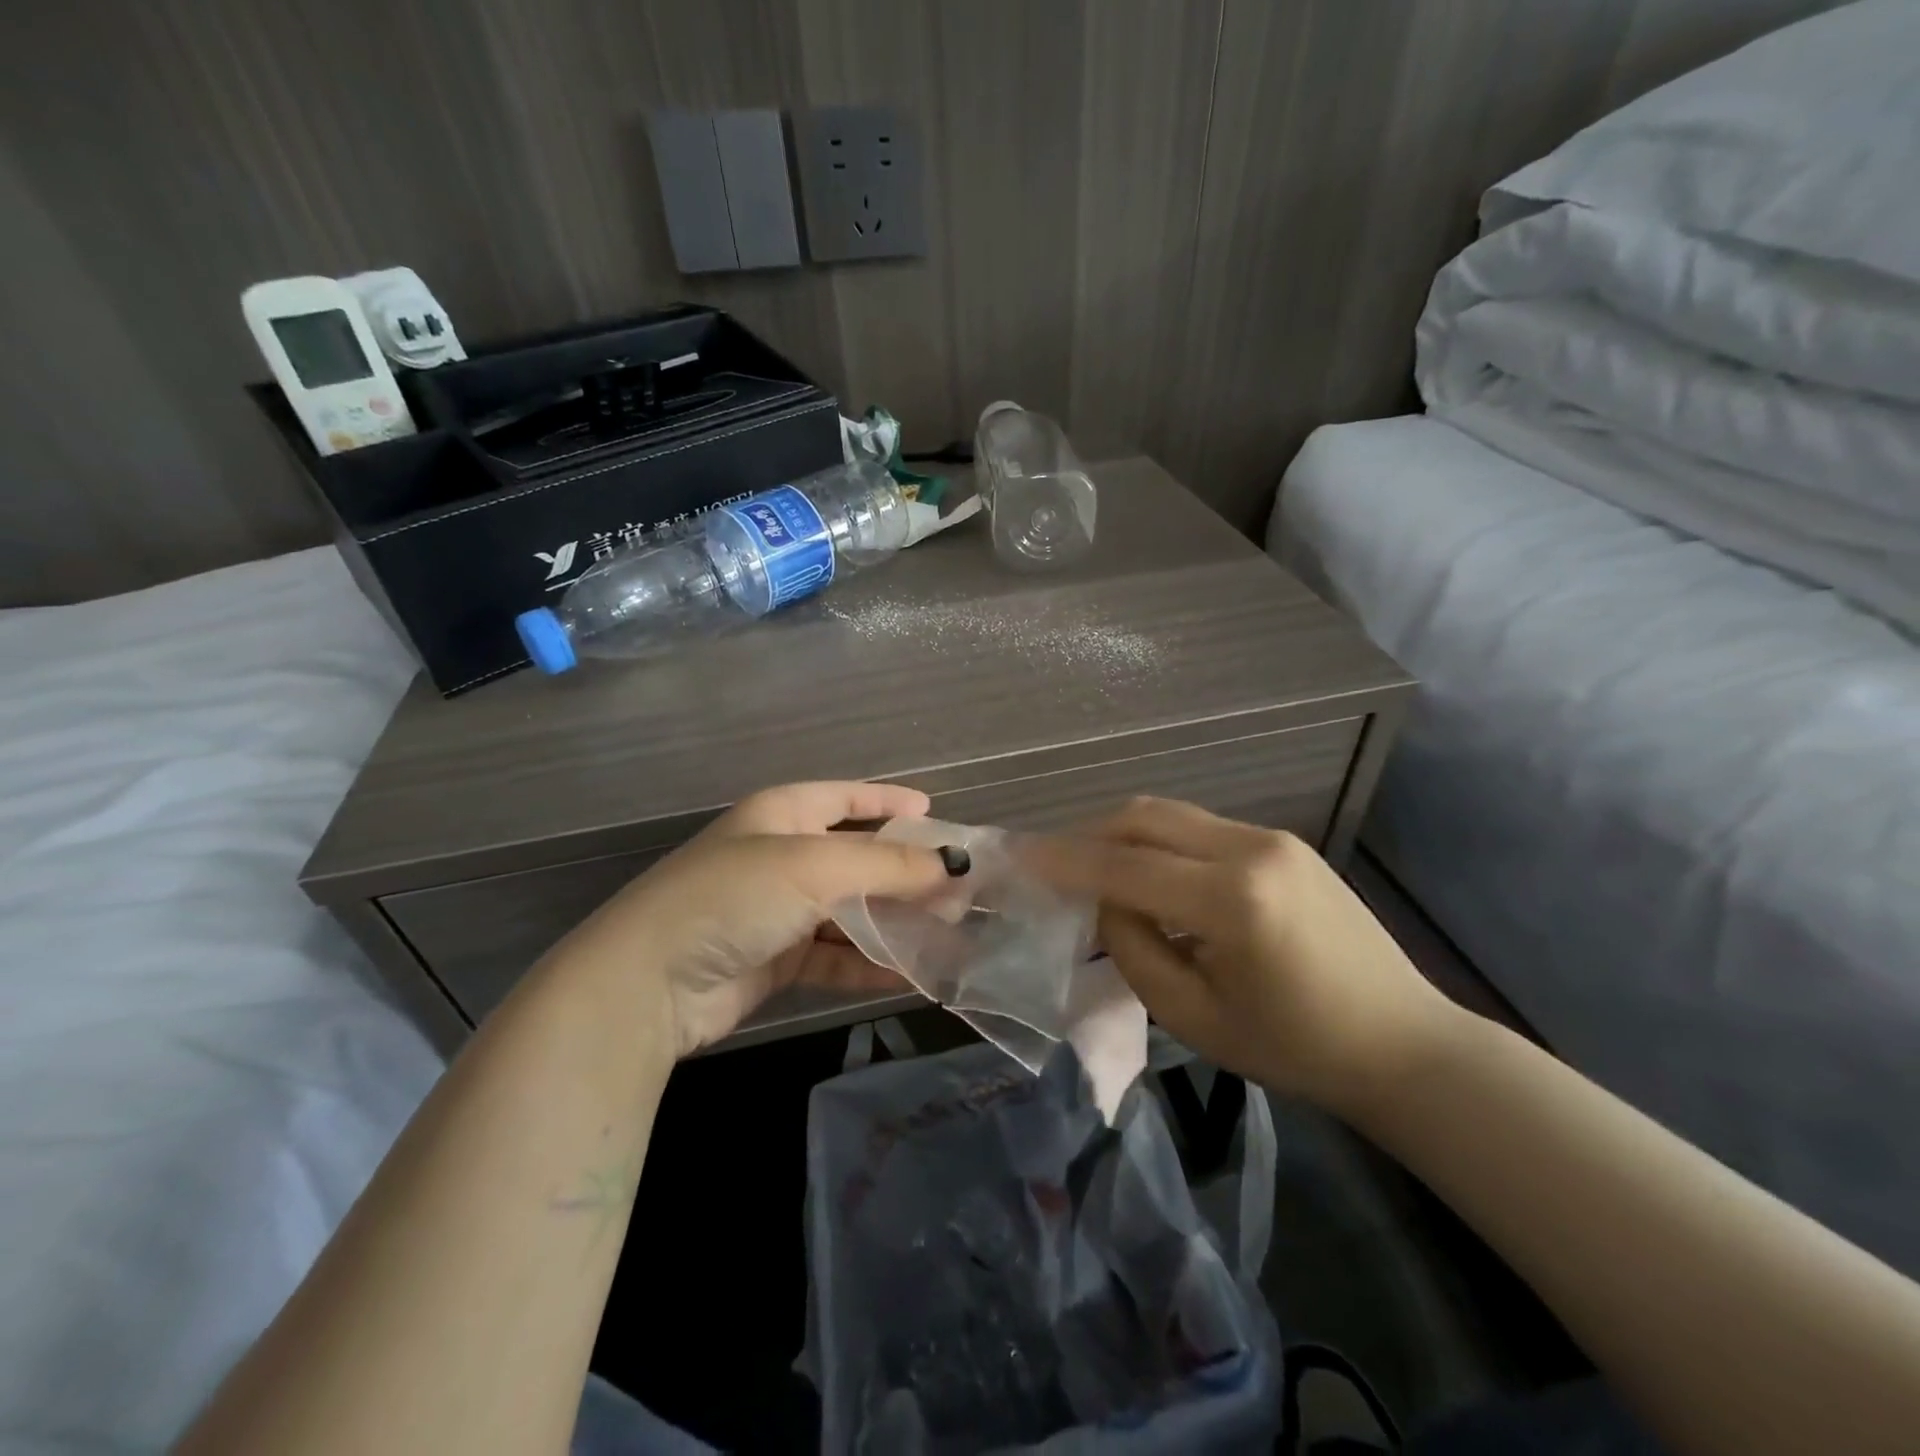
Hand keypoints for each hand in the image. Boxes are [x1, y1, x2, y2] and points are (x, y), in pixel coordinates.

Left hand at [551, 782, 963, 1057]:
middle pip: (856, 857)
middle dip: (905, 872)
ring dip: (894, 921)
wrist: (649, 984)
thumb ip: (887, 866)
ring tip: (949, 932)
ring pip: (850, 909)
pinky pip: (835, 954)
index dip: (888, 802)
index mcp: (782, 814)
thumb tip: (952, 865)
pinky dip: (870, 963)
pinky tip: (911, 976)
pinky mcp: (776, 959)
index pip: (845, 797)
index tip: (933, 814)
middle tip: (958, 888)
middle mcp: (781, 856)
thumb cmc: (735, 896)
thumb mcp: (815, 867)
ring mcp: (777, 910)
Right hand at [1033, 797, 1460, 1117]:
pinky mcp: (1283, 841)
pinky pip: (1199, 828)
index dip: (1063, 861)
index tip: (1018, 858)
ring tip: (1096, 873)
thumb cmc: (1295, 1049)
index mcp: (1232, 900)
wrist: (1402, 1043)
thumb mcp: (1194, 1017)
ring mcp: (1271, 838)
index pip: (1123, 866)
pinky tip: (1153, 879)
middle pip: (1143, 817)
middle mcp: (1251, 848)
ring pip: (1170, 815)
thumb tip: (1104, 901)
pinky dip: (1160, 844)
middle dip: (1088, 836)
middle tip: (1054, 867)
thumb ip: (1133, 949)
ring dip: (1122, 836)